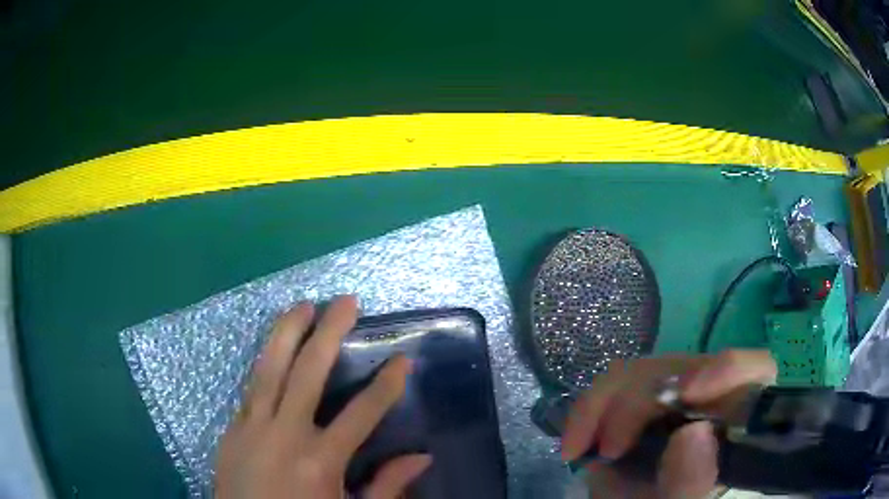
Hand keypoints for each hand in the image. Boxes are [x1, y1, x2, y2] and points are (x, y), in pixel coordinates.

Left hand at [215, 296, 431, 498]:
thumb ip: (387, 486)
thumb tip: (422, 457)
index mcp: (320, 461)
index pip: (362, 413)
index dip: (386, 385)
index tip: (403, 359)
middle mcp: (285, 435)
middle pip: (308, 372)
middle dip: (330, 332)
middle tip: (346, 301)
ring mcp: (253, 427)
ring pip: (269, 368)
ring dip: (287, 332)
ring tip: (303, 306)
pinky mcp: (233, 428)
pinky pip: (251, 388)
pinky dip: (265, 364)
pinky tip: (274, 350)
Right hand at [561, 350, 776, 498]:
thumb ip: (692, 482)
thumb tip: (694, 433)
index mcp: (736, 421)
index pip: (753, 370)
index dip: (727, 368)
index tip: (687, 393)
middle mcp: (710, 400)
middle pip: (684, 368)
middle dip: (638, 401)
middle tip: (609, 449)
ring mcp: (673, 398)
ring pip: (643, 370)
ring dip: (604, 405)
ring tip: (581, 448)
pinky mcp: (637, 402)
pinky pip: (612, 385)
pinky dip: (588, 410)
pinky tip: (577, 440)